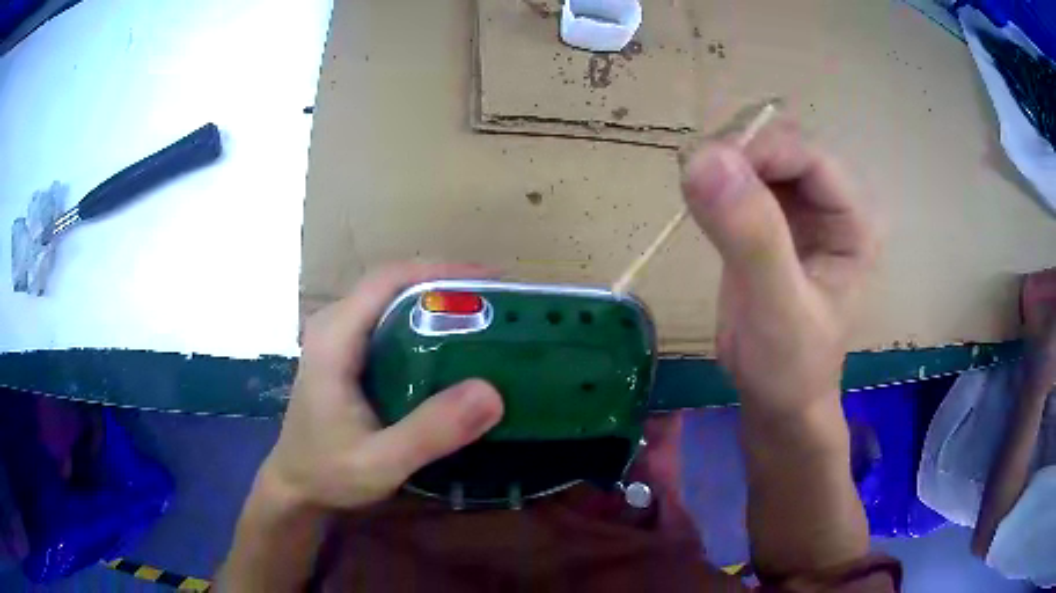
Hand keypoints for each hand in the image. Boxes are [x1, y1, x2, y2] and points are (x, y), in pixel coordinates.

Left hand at [261, 263, 504, 509]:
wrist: (296, 487)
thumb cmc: (329, 473)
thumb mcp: (381, 462)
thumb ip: (430, 432)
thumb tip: (492, 393)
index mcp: (334, 337)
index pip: (389, 280)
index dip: (441, 271)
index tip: (491, 282)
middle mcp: (334, 324)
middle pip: (395, 284)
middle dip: (448, 286)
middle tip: (499, 305)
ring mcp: (338, 337)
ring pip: (394, 300)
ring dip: (439, 303)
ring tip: (487, 320)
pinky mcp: (347, 353)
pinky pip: (391, 322)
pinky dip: (426, 325)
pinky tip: (455, 348)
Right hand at [681, 118, 876, 417]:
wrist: (777, 401)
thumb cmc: (790, 367)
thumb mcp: (776, 308)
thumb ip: (751, 237)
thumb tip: (704, 159)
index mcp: (854, 221)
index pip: (809, 157)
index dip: (760, 150)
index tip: (707, 166)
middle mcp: (832, 206)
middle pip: (783, 146)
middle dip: (738, 151)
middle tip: (695, 177)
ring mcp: (801, 211)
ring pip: (759, 156)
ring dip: (723, 161)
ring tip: (693, 188)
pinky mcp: (771, 221)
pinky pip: (742, 179)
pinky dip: (716, 180)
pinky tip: (698, 198)